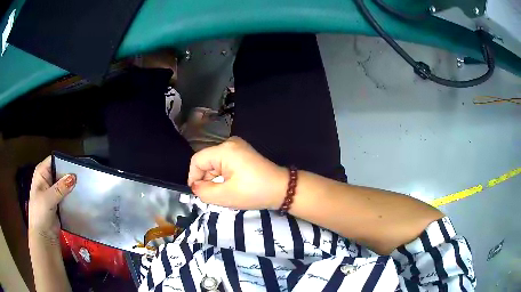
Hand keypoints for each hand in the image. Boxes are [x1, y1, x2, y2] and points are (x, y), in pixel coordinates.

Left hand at [29, 156, 75, 240]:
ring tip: (84, 185)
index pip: (53, 160)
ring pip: (64, 184)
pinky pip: (67, 195)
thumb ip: (60, 188)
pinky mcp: (59, 203)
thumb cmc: (40, 214)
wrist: (43, 237)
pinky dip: (72, 195)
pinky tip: (80, 196)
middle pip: (60, 171)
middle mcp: (47, 180)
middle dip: (70, 174)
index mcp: (41, 173)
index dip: (64, 161)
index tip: (77, 165)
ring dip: (72, 186)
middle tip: (83, 176)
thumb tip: (74, 177)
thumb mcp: (48, 199)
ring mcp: (53, 192)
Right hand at [188, 137, 287, 209]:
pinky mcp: (243, 154)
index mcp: (224, 150)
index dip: (193, 177)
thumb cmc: (254, 192)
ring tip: (225, 193)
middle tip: (214, 197)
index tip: (198, 193)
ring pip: (215, 164)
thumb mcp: (225, 196)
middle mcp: (230, 144)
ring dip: (215, 180)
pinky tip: (231, 187)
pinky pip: (224, 164)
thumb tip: (195, 186)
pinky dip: (223, 177)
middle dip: (207, 180)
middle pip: (206, 162)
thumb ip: (204, 191)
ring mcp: (238, 147)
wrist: (283, 189)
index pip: (197, 160)